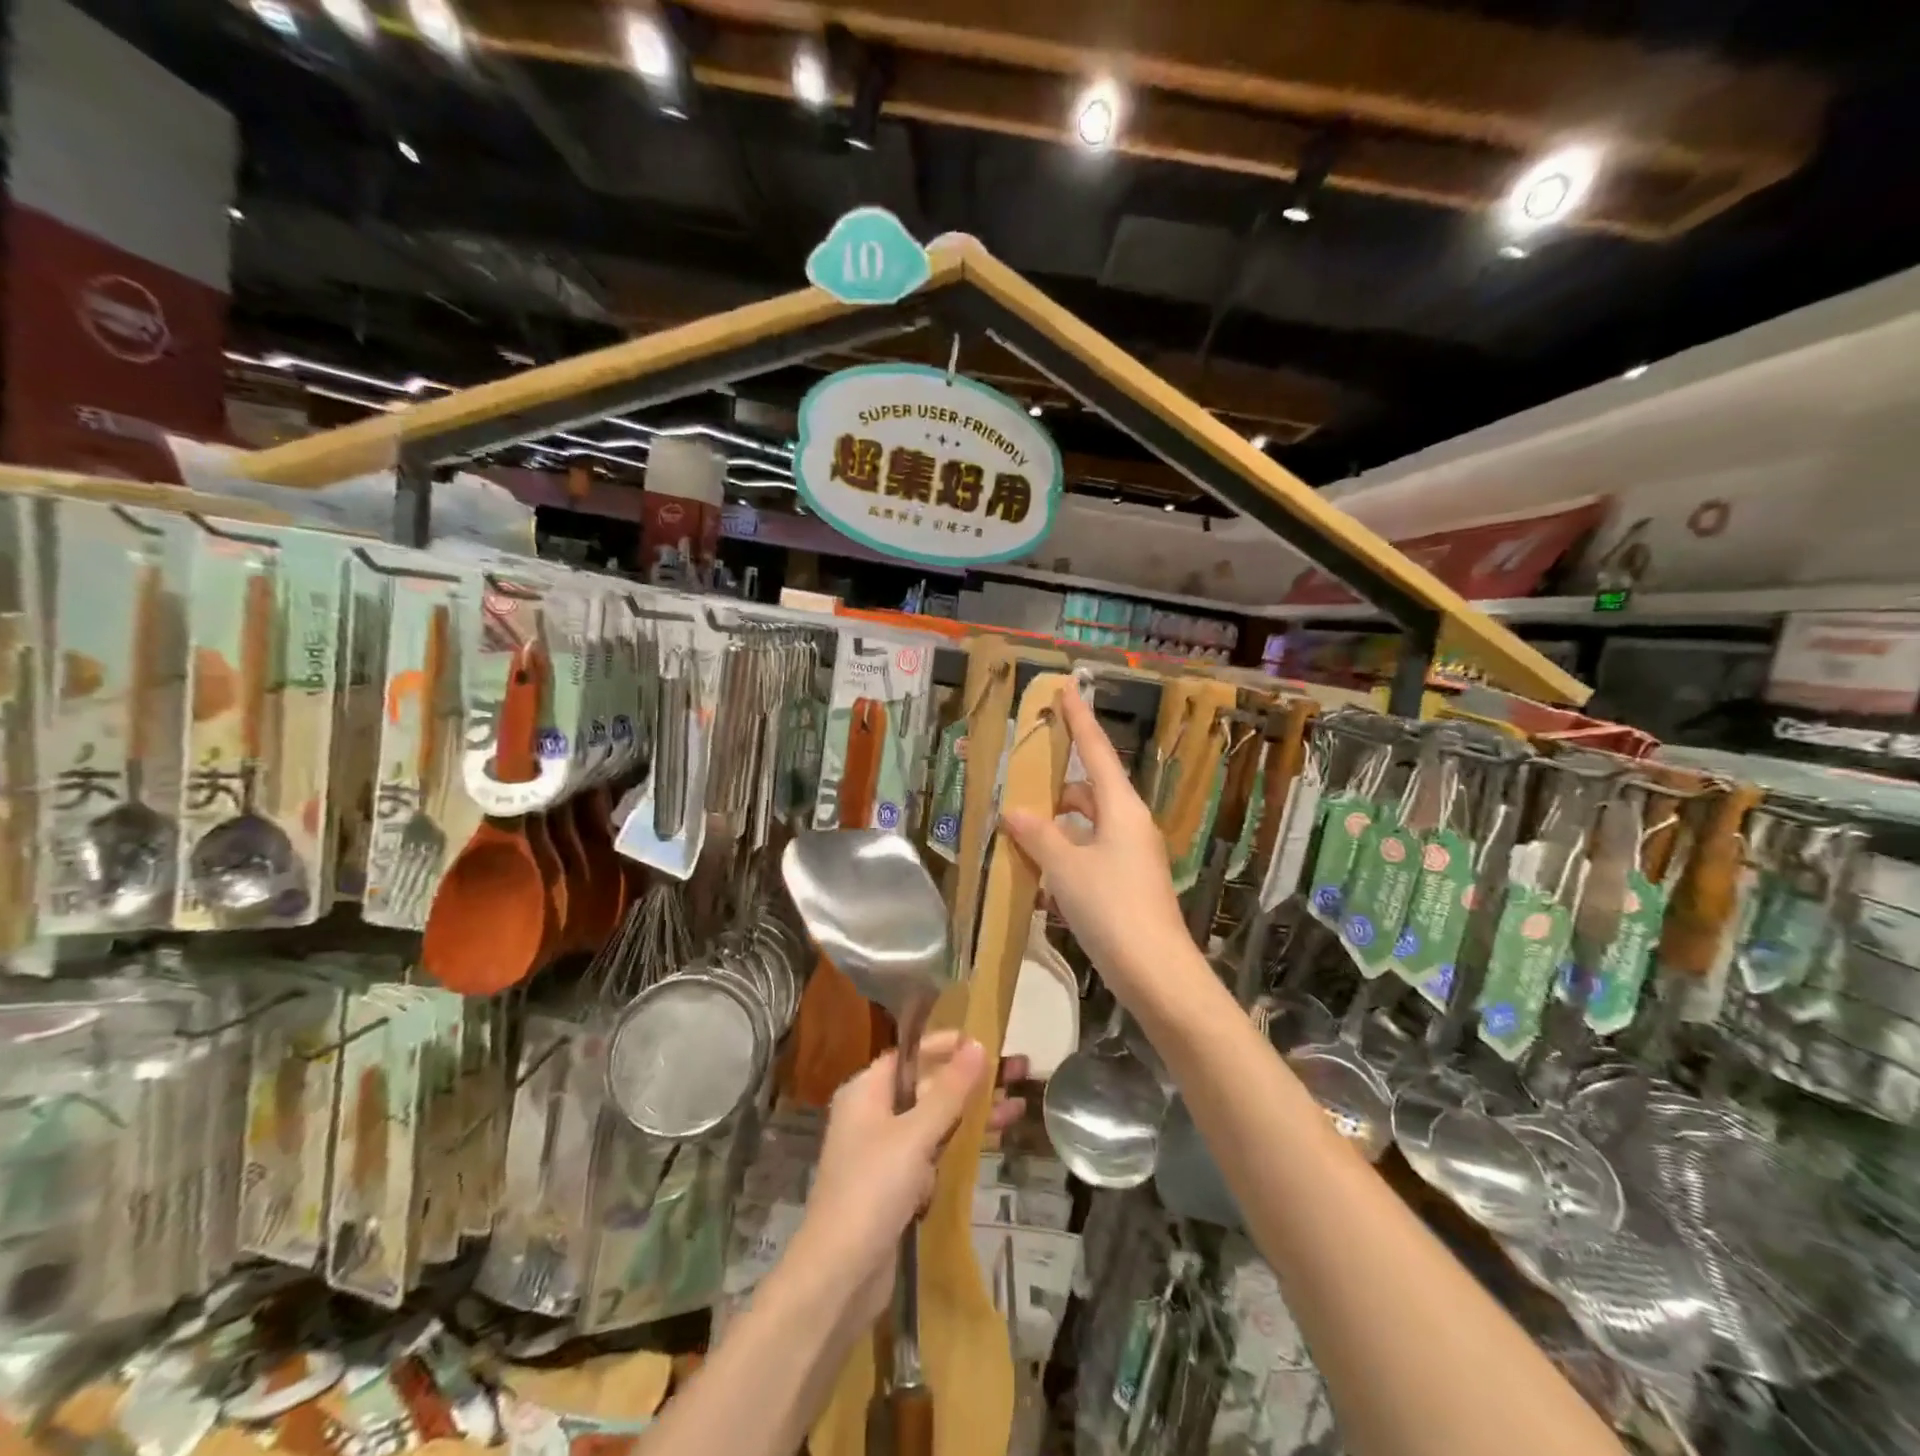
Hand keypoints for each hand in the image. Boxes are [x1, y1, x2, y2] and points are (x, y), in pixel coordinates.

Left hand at [789, 1031, 1001, 1323]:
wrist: (839, 1276)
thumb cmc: (872, 1190)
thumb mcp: (914, 1135)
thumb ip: (949, 1091)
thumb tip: (977, 1045)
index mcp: (866, 1092)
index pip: (909, 1055)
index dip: (945, 1046)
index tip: (984, 1041)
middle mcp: (872, 1115)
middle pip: (927, 1086)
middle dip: (970, 1080)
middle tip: (1016, 1071)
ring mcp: (885, 1153)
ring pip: (935, 1121)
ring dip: (973, 1113)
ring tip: (1019, 1105)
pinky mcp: (897, 1187)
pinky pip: (934, 1152)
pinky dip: (962, 1144)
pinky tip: (995, 1139)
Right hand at [1002, 684, 1191, 1012]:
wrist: (1157, 974)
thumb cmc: (1112, 909)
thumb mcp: (1066, 868)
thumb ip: (1039, 835)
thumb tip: (1016, 812)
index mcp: (1121, 808)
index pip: (1096, 751)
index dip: (1079, 720)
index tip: (1066, 689)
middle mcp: (1130, 825)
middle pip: (1087, 792)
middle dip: (1053, 791)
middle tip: (1016, 796)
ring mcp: (1132, 857)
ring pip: (1086, 828)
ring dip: (1055, 832)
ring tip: (1018, 844)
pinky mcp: (1128, 885)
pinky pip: (1090, 858)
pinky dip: (1066, 862)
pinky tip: (1039, 886)